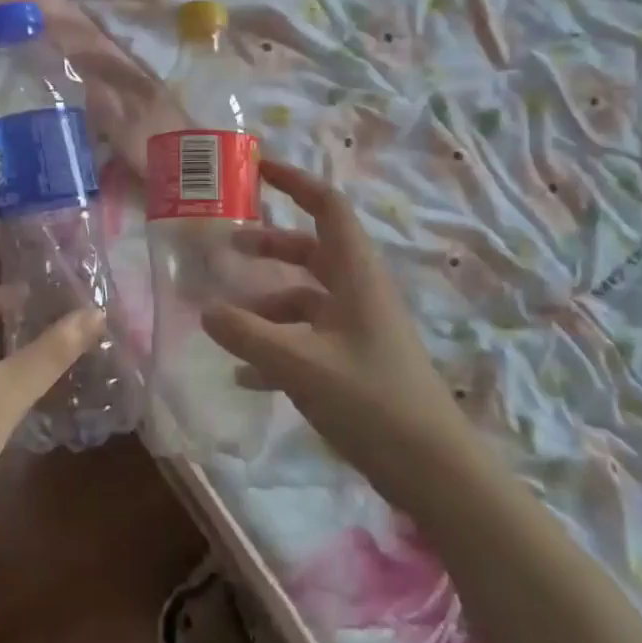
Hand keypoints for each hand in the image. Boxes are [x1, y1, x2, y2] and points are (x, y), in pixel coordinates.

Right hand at [201, 160, 469, 500]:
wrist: (435, 473)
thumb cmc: (372, 402)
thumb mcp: (300, 365)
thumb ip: (248, 335)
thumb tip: (206, 310)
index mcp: (356, 276)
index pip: (328, 207)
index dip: (295, 182)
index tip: (257, 169)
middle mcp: (358, 293)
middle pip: (312, 250)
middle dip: (270, 245)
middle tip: (227, 246)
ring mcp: (358, 329)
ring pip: (306, 297)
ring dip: (267, 300)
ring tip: (225, 316)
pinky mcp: (356, 363)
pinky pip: (308, 339)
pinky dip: (277, 344)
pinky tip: (246, 375)